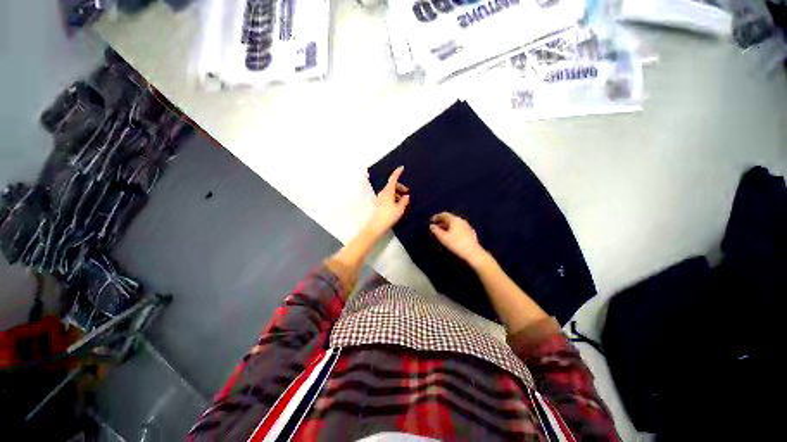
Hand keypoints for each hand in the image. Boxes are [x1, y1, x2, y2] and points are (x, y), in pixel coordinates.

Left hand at [365, 166, 409, 236]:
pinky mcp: (379, 203)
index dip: (397, 173)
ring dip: (397, 193)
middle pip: (392, 185)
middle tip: (408, 193)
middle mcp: (383, 193)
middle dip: (400, 187)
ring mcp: (380, 198)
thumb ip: (404, 201)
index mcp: (388, 192)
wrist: (376, 226)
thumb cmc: (389, 216)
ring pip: (390, 191)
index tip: (402, 168)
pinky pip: (388, 196)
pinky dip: (394, 197)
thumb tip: (406, 196)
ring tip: (404, 201)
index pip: (393, 179)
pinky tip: (398, 205)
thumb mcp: (399, 209)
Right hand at [429, 212, 488, 266]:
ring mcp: (467, 226)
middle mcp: (461, 220)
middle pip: (449, 218)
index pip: (443, 214)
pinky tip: (452, 236)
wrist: (473, 253)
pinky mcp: (470, 232)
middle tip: (436, 227)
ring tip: (443, 232)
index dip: (436, 217)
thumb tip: (431, 226)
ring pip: (455, 223)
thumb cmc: (456, 244)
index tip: (431, 221)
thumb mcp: (442, 238)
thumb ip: (435, 230)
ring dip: (447, 226)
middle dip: (441, 222)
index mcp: (454, 219)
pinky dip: (453, 229)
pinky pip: (459, 228)